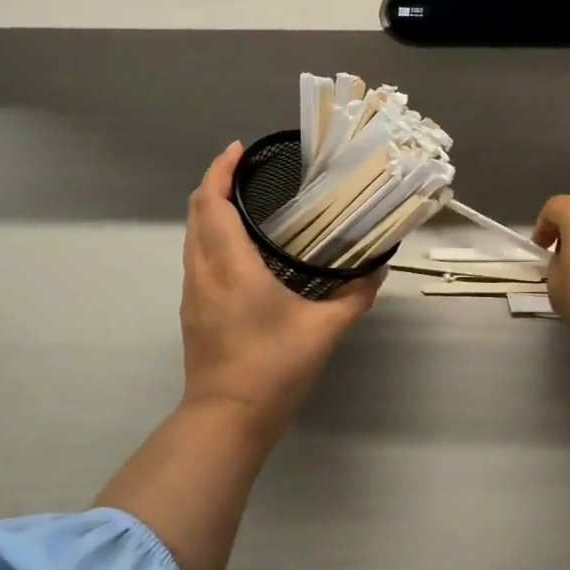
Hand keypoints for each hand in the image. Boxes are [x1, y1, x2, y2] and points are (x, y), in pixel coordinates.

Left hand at [179, 142, 382, 435]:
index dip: (220, 170)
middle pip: (195, 212)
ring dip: (210, 210)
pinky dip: (210, 235)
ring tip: (244, 201)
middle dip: (215, 183)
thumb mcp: (325, 331)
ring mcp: (193, 292)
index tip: (238, 149)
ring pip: (192, 235)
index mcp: (231, 265)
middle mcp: (204, 271)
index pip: (212, 203)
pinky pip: (196, 257)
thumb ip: (354, 297)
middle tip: (247, 170)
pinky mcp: (193, 310)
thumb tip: (376, 270)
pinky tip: (239, 247)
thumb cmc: (273, 368)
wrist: (226, 419)